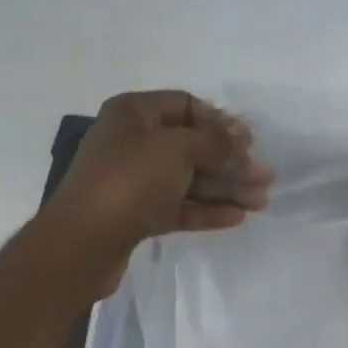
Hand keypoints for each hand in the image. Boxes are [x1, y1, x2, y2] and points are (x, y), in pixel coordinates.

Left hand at [44, 91, 271, 279]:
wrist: (82, 243)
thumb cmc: (129, 181)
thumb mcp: (177, 149)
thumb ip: (215, 143)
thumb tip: (241, 141)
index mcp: (134, 113)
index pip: (186, 105)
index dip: (220, 121)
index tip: (249, 142)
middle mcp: (132, 142)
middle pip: (192, 146)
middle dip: (230, 161)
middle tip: (265, 177)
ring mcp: (134, 181)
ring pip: (188, 179)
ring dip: (225, 188)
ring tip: (261, 201)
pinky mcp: (137, 215)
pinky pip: (178, 206)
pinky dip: (206, 210)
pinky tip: (236, 217)